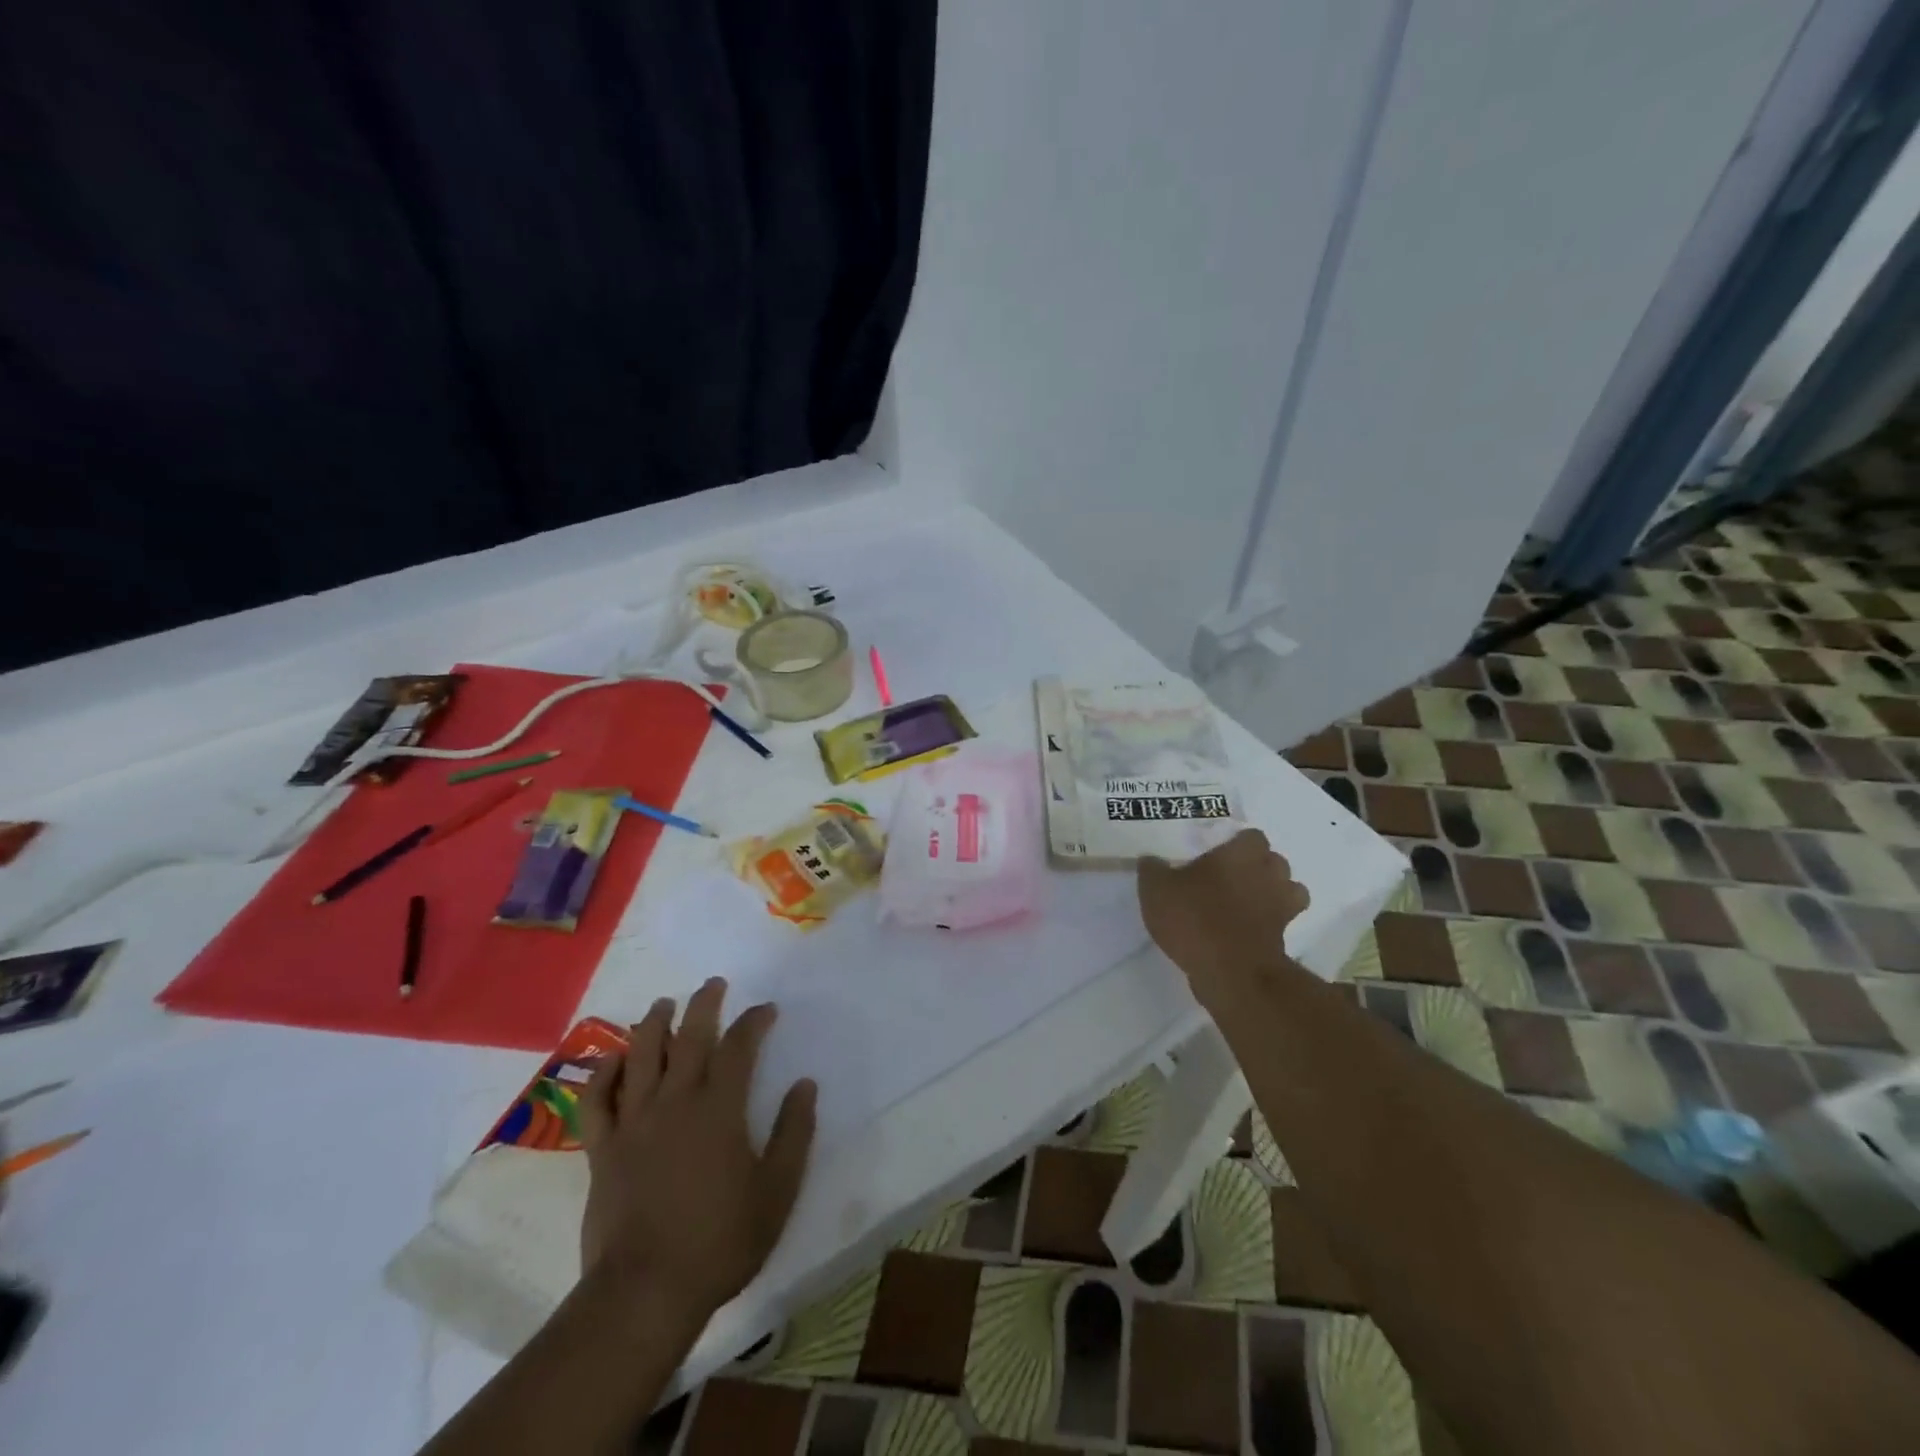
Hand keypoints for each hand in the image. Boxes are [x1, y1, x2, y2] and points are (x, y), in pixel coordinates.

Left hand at [577, 978, 817, 1320]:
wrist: (645, 1293)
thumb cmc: (720, 1241)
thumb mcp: (777, 1191)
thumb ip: (794, 1133)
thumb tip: (804, 1085)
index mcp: (720, 1108)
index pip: (739, 1047)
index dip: (754, 1022)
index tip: (766, 1010)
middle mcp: (676, 1102)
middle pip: (688, 1037)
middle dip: (704, 1004)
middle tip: (713, 984)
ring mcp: (634, 1123)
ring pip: (640, 1057)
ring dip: (653, 1024)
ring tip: (663, 1005)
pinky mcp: (603, 1150)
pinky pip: (597, 1101)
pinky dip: (603, 1074)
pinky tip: (611, 1059)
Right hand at [1138, 829, 1309, 987]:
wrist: (1231, 972)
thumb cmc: (1195, 917)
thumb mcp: (1157, 889)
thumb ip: (1153, 869)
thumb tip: (1151, 860)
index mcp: (1242, 853)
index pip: (1252, 836)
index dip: (1236, 844)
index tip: (1216, 854)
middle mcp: (1269, 874)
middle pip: (1274, 862)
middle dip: (1257, 867)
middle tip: (1227, 878)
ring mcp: (1282, 908)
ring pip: (1287, 891)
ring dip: (1270, 894)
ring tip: (1242, 904)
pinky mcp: (1284, 939)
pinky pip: (1280, 924)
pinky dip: (1267, 925)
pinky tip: (1242, 931)